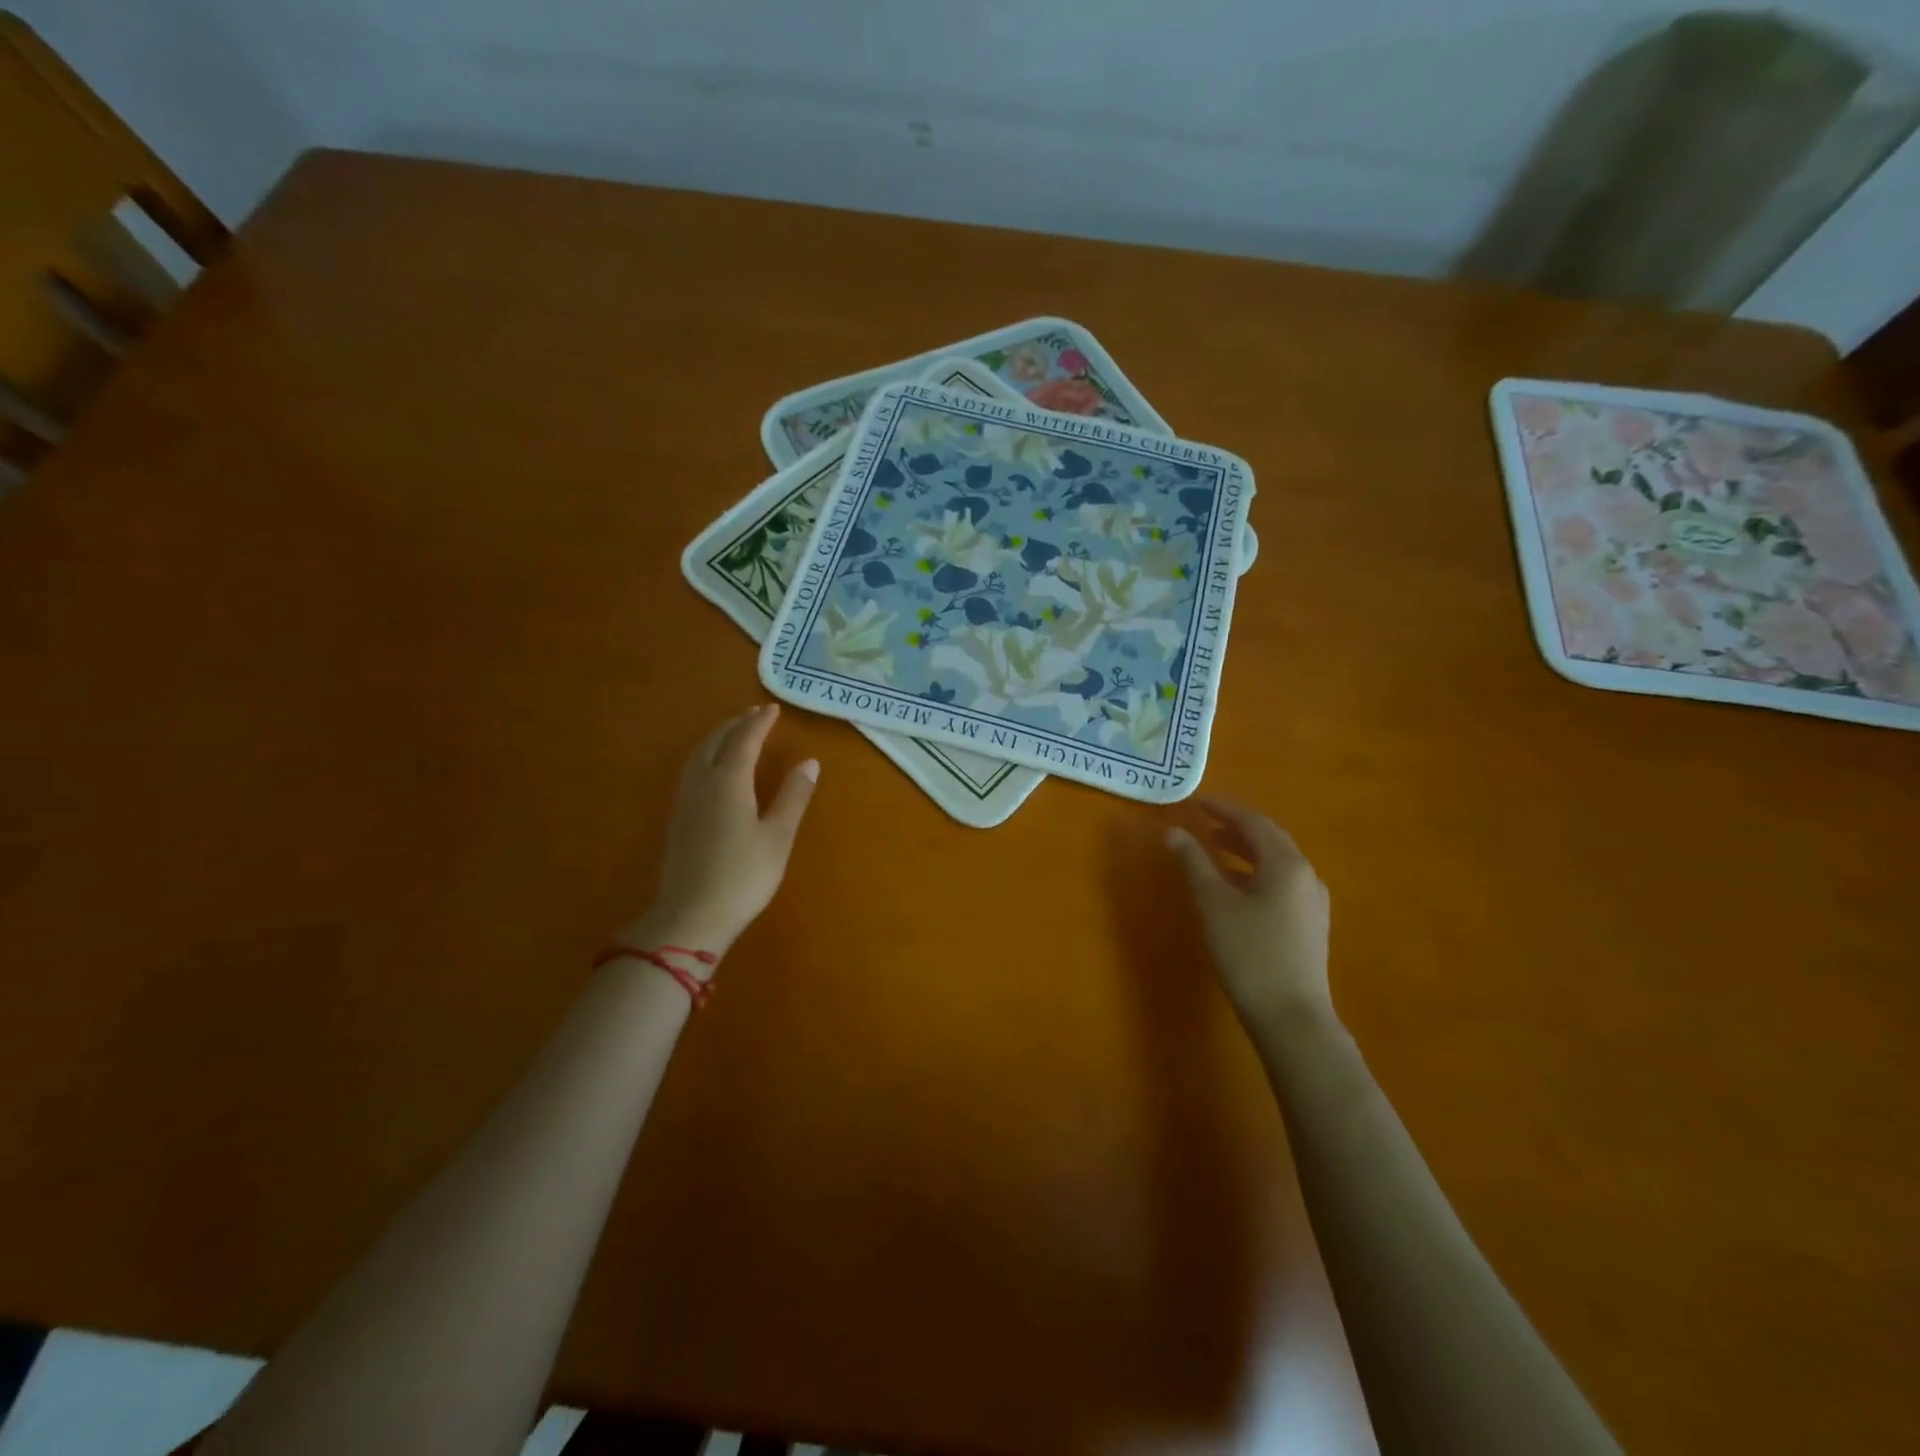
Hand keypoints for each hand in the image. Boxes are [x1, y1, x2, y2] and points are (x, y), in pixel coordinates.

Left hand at [629, 704, 818, 961]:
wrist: (691, 916)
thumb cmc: (743, 876)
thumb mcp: (778, 836)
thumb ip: (793, 796)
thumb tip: (810, 763)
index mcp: (729, 781)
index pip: (744, 739)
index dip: (759, 722)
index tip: (773, 708)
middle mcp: (703, 782)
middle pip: (717, 741)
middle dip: (737, 724)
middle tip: (756, 713)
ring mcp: (686, 800)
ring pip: (700, 754)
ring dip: (718, 736)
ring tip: (734, 731)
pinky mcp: (678, 817)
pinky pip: (692, 769)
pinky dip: (707, 754)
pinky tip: (712, 766)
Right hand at [1166, 798, 1333, 1030]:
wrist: (1291, 1017)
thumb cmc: (1249, 954)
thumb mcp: (1214, 904)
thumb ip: (1194, 863)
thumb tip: (1173, 832)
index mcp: (1286, 863)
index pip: (1253, 822)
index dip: (1224, 809)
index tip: (1197, 802)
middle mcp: (1306, 875)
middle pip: (1270, 838)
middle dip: (1237, 827)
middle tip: (1205, 822)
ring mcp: (1312, 901)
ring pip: (1277, 861)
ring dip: (1246, 850)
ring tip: (1215, 850)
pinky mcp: (1310, 924)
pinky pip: (1282, 882)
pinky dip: (1256, 872)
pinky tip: (1237, 887)